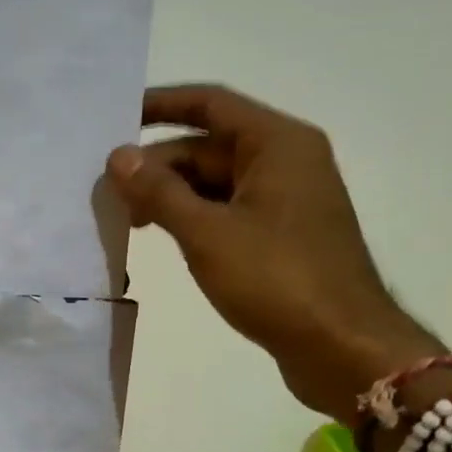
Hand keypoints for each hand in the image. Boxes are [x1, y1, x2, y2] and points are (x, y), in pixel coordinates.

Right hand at [106, 84, 437, 423]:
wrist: (342, 347)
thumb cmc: (277, 280)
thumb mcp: (207, 234)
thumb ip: (159, 192)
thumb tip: (118, 157)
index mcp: (277, 144)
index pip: (210, 104)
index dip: (160, 106)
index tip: (115, 119)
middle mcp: (285, 162)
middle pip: (209, 147)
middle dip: (158, 165)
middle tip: (108, 192)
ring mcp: (285, 201)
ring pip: (216, 183)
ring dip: (172, 195)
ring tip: (127, 219)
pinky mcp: (282, 237)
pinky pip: (228, 212)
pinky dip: (193, 219)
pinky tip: (162, 238)